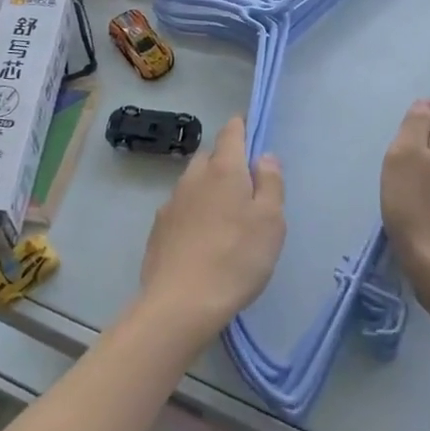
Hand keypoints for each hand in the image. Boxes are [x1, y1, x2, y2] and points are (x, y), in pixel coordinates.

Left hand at [137, 116, 285, 346]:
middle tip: (245, 185)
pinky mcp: (158, 229)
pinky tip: (202, 239)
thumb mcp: (271, 221)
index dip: (242, 126)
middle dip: (226, 161)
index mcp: (224, 169)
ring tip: (224, 216)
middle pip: (210, 156)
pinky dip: (193, 213)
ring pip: (193, 183)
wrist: (180, 303)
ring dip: (208, 189)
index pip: (231, 131)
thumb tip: (264, 156)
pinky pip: (180, 208)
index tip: (251, 131)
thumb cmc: (236, 258)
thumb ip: (270, 183)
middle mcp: (194, 177)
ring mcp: (171, 202)